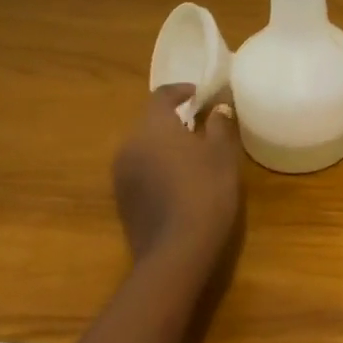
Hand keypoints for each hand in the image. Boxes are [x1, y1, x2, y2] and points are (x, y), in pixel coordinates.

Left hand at [113, 85, 242, 270]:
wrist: (177, 252)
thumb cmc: (205, 190)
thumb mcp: (221, 153)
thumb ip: (218, 125)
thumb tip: (218, 108)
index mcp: (152, 126)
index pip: (161, 96)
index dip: (180, 91)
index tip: (199, 94)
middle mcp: (129, 144)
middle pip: (149, 121)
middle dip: (172, 119)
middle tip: (199, 123)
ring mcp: (121, 174)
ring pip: (143, 146)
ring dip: (163, 143)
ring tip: (191, 152)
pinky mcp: (122, 200)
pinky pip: (140, 169)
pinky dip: (157, 165)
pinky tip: (178, 179)